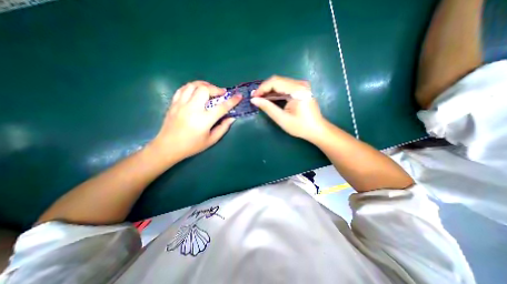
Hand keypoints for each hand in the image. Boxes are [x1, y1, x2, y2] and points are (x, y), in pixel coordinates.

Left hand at [149, 81, 240, 163]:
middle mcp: (193, 108)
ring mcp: (181, 104)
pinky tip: (196, 91)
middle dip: (216, 89)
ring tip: (210, 89)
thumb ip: (223, 128)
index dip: (232, 101)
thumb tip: (231, 118)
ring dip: (204, 85)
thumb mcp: (211, 140)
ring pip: (193, 85)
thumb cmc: (192, 146)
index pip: (222, 107)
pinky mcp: (174, 103)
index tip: (239, 96)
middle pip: (205, 89)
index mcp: (204, 120)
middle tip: (221, 93)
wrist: (168, 147)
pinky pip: (183, 88)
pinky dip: (192, 87)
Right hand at [251, 76, 326, 141]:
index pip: (275, 82)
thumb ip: (268, 107)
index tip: (253, 97)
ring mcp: (301, 86)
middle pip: (277, 81)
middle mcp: (300, 84)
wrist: (316, 130)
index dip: (262, 88)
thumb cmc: (301, 126)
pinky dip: (275, 93)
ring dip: (269, 91)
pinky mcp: (300, 89)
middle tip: (255, 98)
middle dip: (264, 89)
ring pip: (280, 83)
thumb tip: (254, 100)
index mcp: (297, 89)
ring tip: (259, 99)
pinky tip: (269, 99)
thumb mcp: (282, 119)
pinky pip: (284, 87)